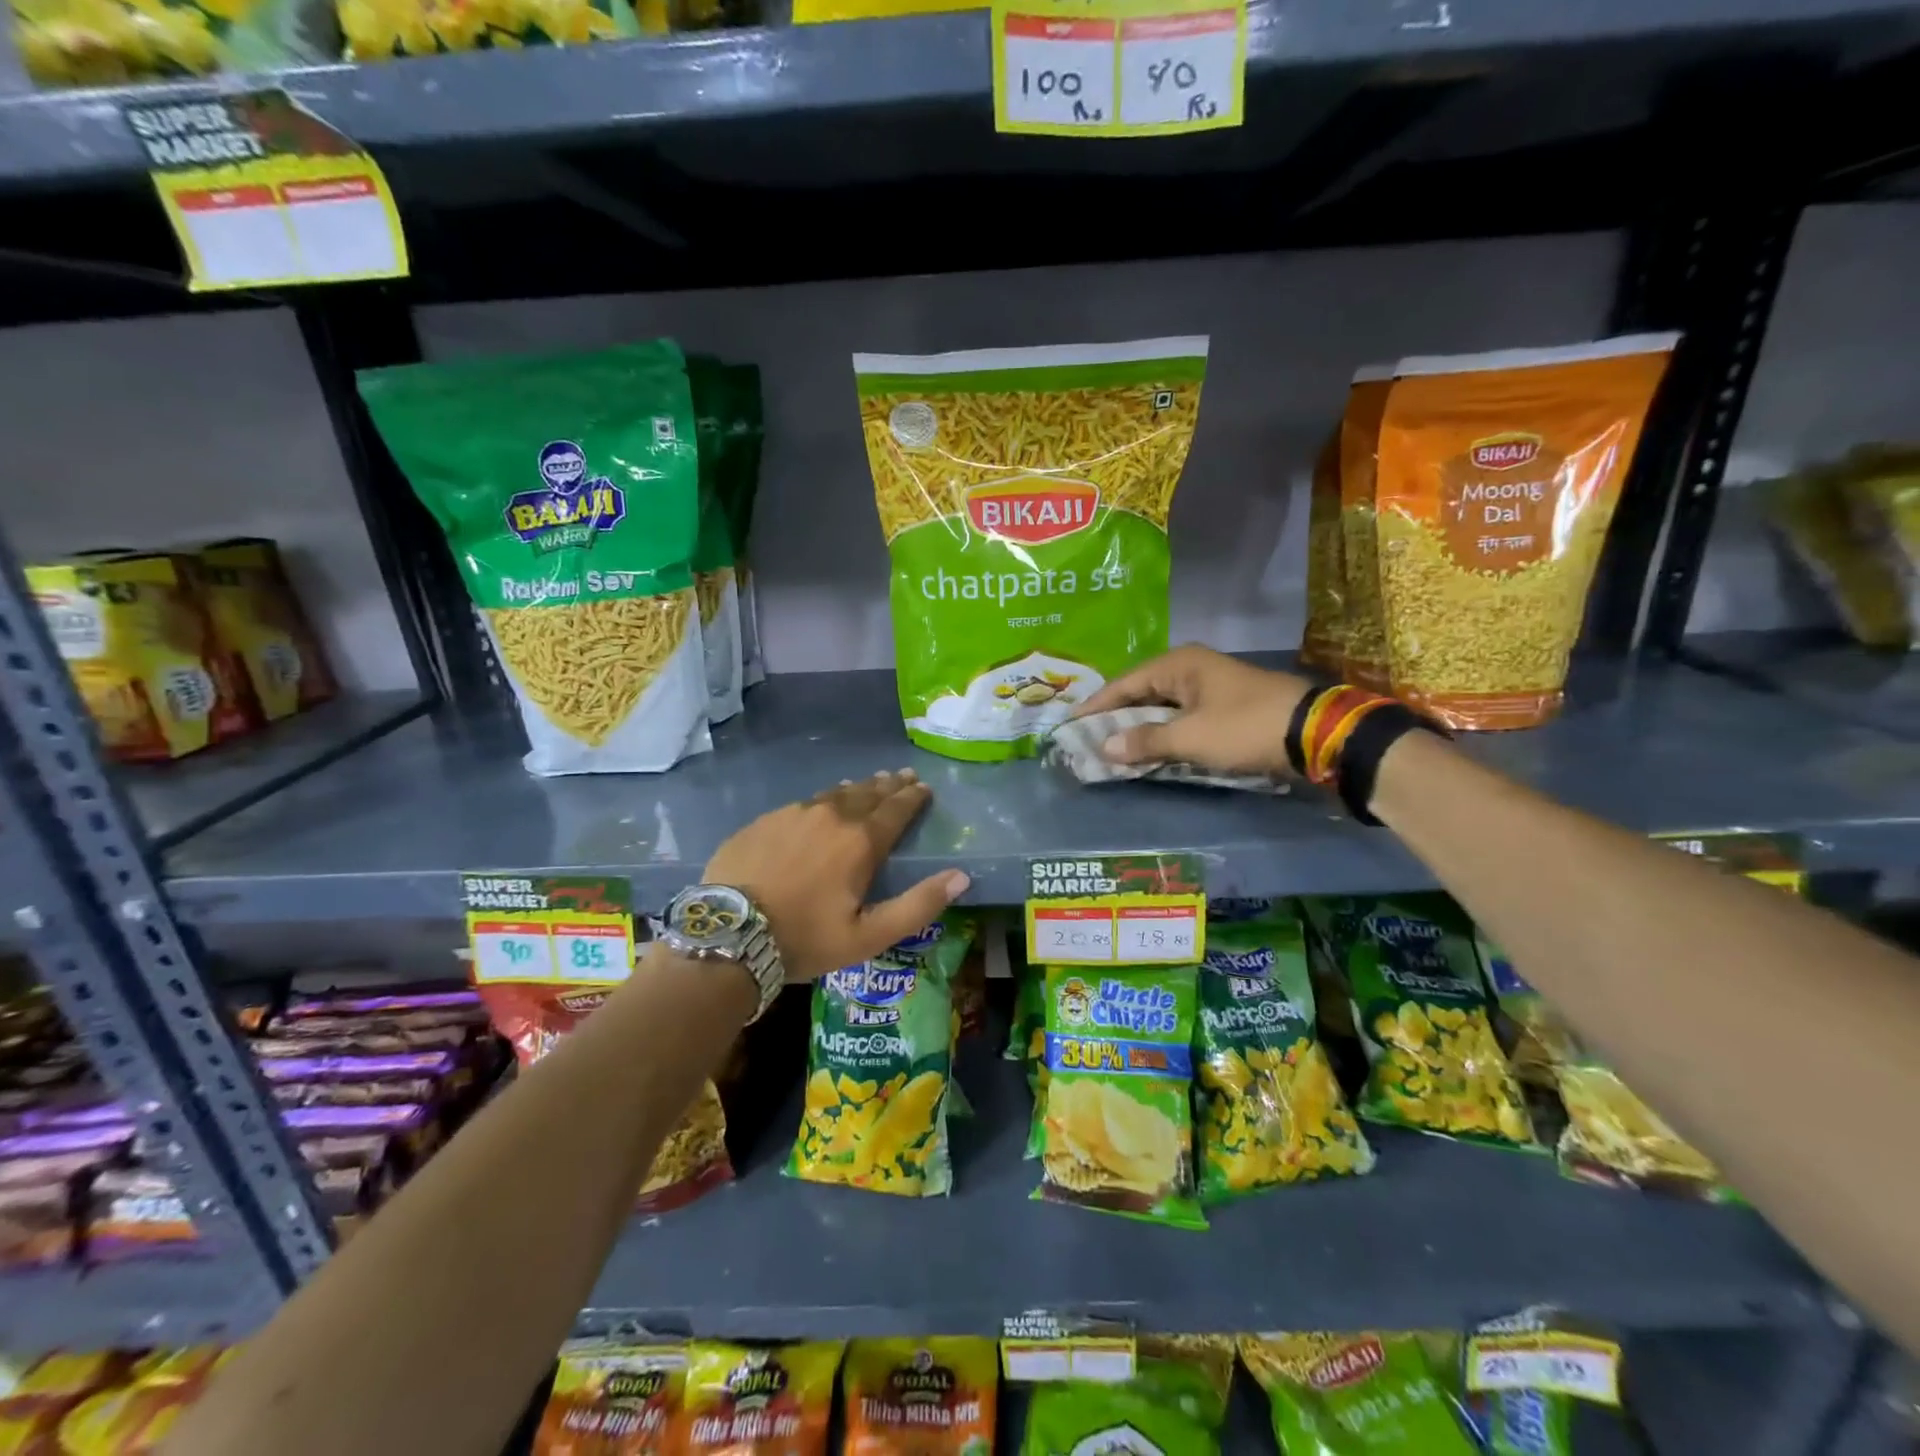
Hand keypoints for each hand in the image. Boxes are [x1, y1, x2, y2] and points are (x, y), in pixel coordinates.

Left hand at [702, 769, 969, 982]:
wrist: (728, 934)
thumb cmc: (805, 938)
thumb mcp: (869, 936)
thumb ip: (918, 905)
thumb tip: (961, 877)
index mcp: (860, 841)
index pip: (896, 809)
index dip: (913, 797)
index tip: (924, 787)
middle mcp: (831, 816)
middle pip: (867, 793)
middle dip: (889, 785)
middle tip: (903, 776)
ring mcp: (793, 814)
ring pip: (834, 793)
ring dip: (857, 788)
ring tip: (870, 783)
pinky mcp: (765, 821)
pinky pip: (803, 803)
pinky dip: (823, 800)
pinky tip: (821, 804)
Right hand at [1073, 645, 1313, 776]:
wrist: (1315, 733)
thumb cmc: (1244, 727)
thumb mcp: (1190, 737)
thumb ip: (1145, 742)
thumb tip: (1104, 748)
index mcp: (1178, 664)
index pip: (1123, 684)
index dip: (1095, 707)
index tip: (1069, 725)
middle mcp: (1191, 668)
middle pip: (1141, 693)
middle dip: (1115, 717)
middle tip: (1087, 739)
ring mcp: (1210, 687)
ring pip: (1161, 707)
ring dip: (1139, 728)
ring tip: (1111, 748)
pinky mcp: (1225, 706)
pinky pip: (1180, 718)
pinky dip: (1163, 733)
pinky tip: (1149, 750)